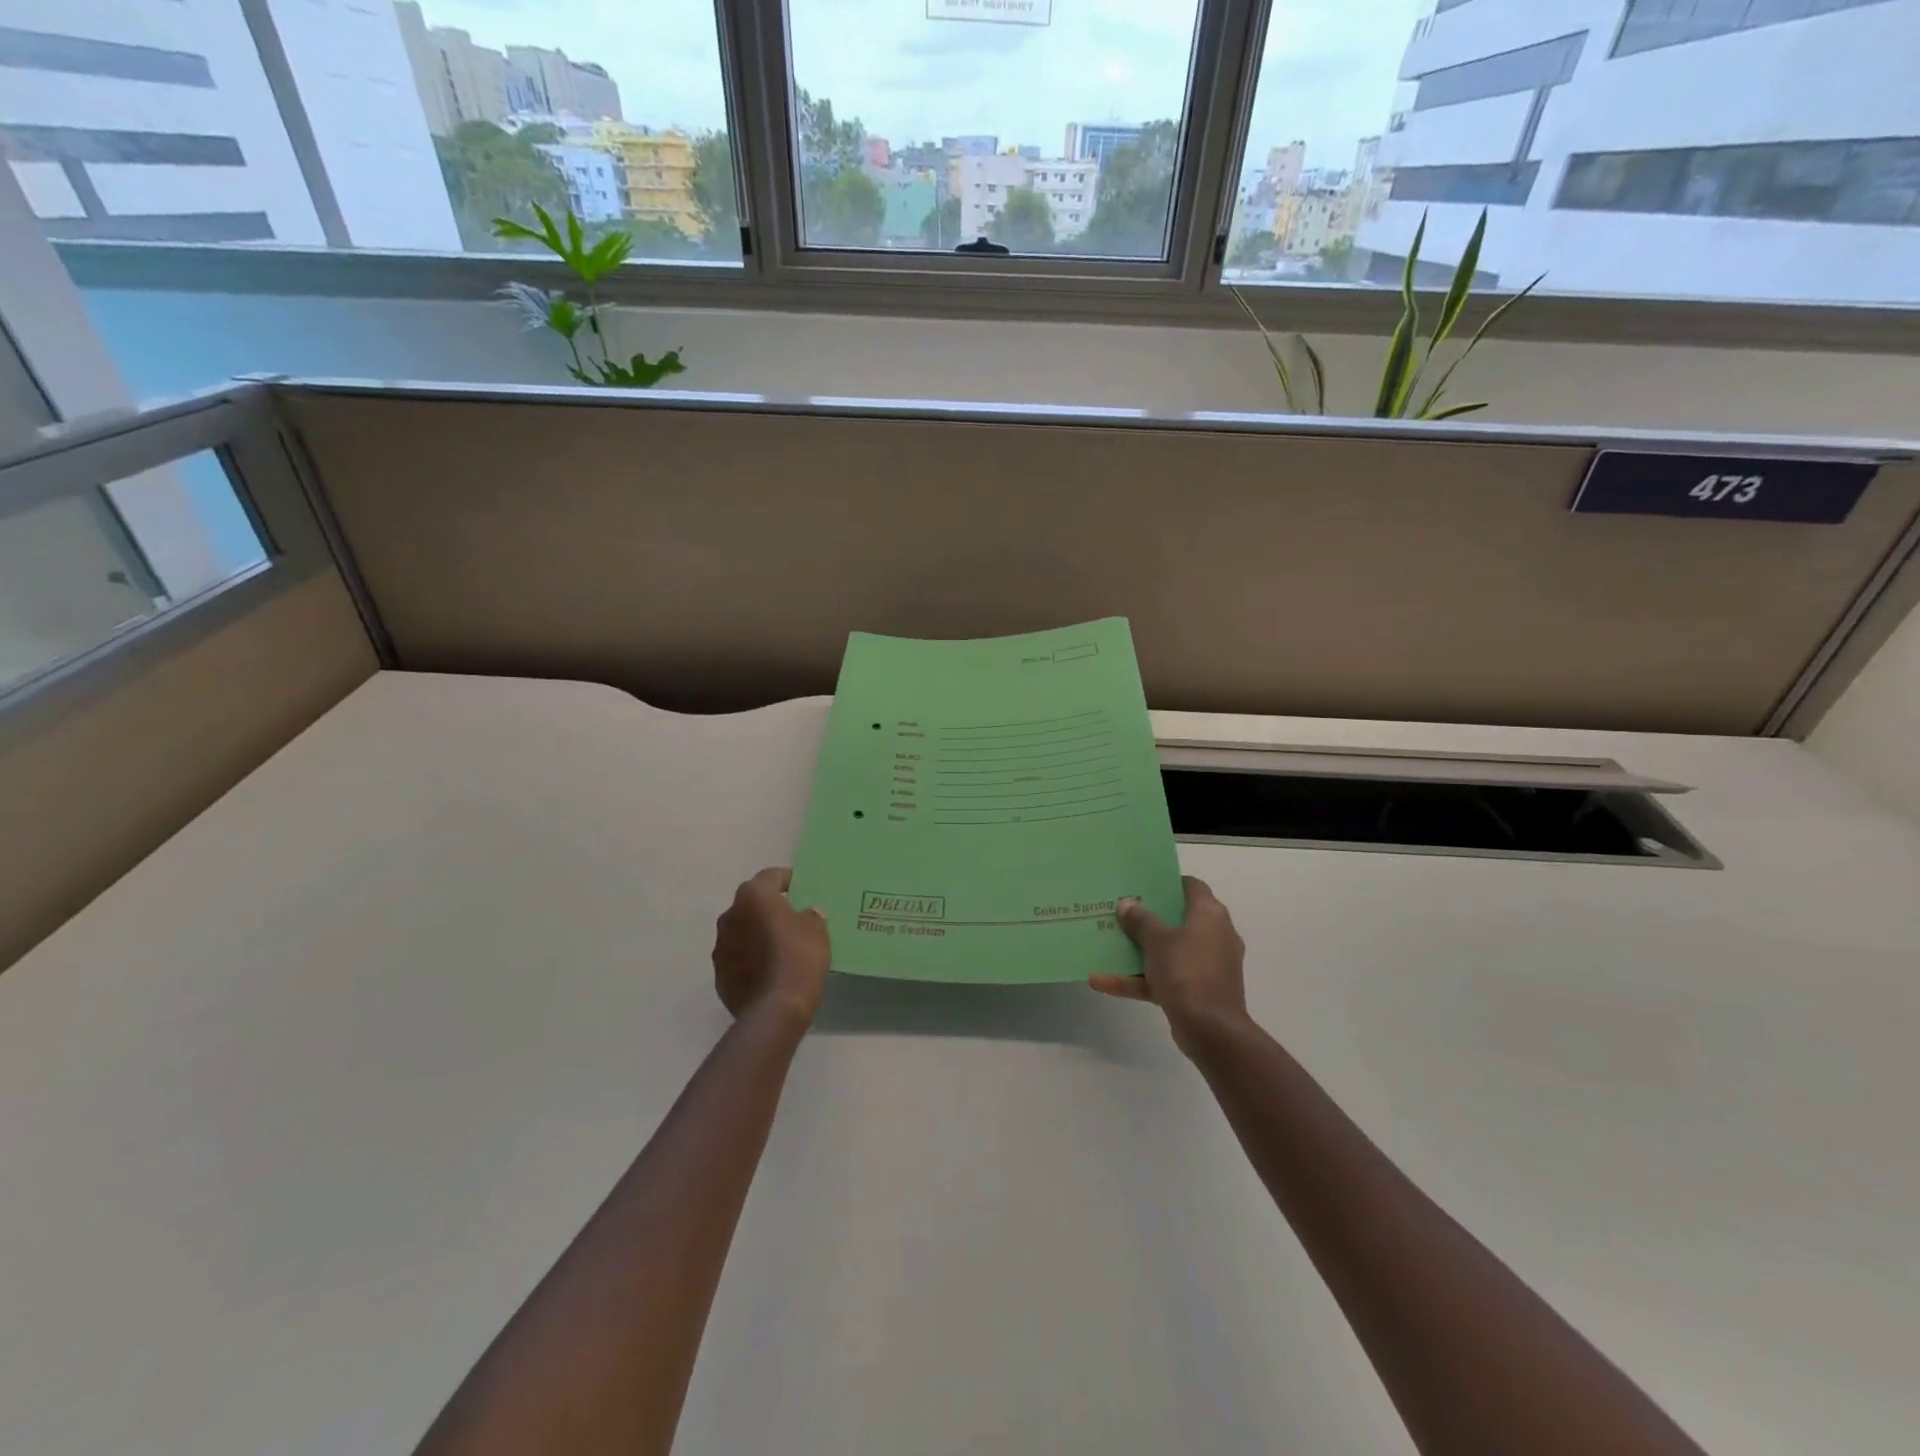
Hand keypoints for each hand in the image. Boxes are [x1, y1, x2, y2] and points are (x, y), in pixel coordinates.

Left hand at [712, 868, 830, 1028]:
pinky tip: (769, 969)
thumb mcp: (817, 931)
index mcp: (754, 897)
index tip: (801, 887)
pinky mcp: (719, 974)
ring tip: (780, 945)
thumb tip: (806, 913)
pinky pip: (738, 957)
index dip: (787, 879)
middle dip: (769, 907)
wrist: (774, 1010)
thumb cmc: (798, 958)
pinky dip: (751, 957)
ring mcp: (720, 946)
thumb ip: (811, 916)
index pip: (770, 876)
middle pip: (752, 903)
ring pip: (742, 930)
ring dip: (757, 933)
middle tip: (791, 916)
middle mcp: (730, 915)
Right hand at [1089, 876, 1249, 1055]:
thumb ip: (1140, 920)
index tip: (1142, 883)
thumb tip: (1128, 903)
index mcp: (1210, 915)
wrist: (1210, 1029)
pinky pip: (1164, 978)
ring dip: (1139, 950)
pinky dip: (1139, 979)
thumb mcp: (1157, 940)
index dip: (1168, 882)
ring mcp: (1206, 966)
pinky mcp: (1197, 991)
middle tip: (1121, 910)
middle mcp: (1214, 936)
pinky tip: (1101, 982)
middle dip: (1149, 917)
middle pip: (1178, 919)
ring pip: (1168, 951)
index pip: (1192, 886)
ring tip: (1107, 943)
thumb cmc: (1186, 971)